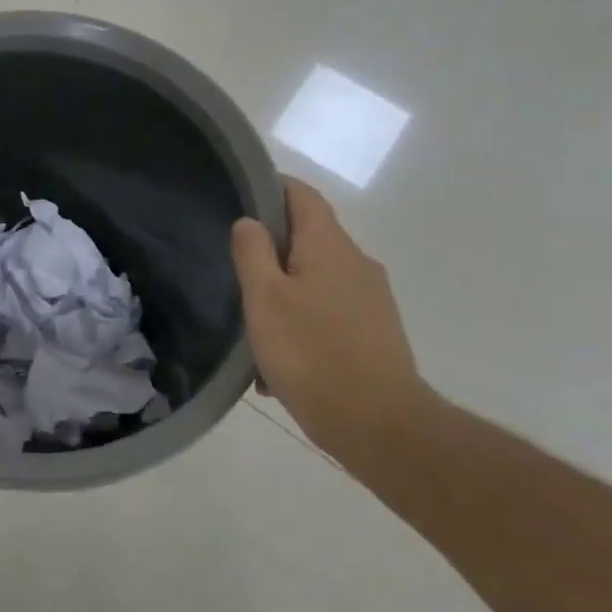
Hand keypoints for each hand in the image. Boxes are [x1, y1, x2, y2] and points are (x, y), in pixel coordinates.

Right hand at [231, 178, 428, 455]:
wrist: (379, 424)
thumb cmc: (311, 353)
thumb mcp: (264, 299)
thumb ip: (252, 252)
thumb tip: (250, 221)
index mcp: (330, 246)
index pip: (302, 195)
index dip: (271, 186)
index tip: (238, 195)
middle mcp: (357, 263)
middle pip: (309, 237)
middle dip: (271, 248)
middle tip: (233, 268)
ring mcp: (371, 299)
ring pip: (316, 278)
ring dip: (283, 292)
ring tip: (252, 325)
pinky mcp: (376, 331)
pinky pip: (328, 311)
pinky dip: (301, 321)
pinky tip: (278, 360)